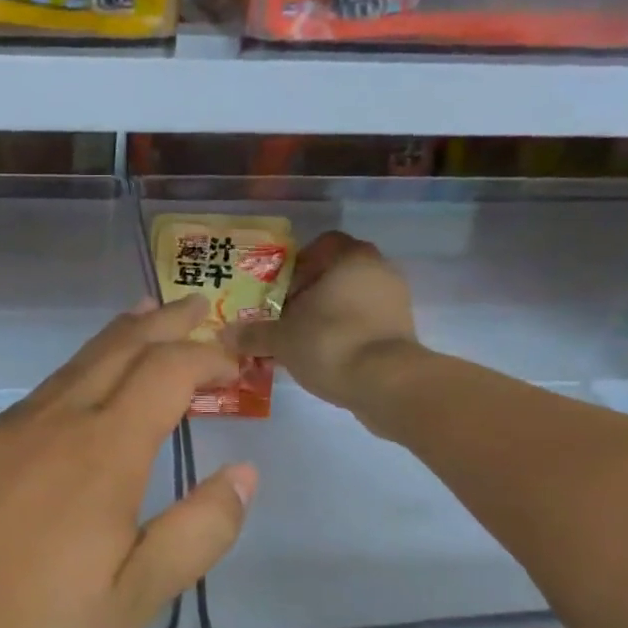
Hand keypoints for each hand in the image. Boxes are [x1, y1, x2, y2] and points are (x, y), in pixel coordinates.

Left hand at [0, 297, 256, 627]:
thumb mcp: (132, 602)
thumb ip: (196, 534)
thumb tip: (243, 475)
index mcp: (103, 452)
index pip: (167, 373)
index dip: (206, 356)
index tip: (233, 360)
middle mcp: (53, 423)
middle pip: (117, 349)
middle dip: (163, 323)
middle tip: (193, 305)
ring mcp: (1, 433)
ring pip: (70, 367)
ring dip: (116, 341)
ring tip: (141, 323)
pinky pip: (33, 399)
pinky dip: (72, 379)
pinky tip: (70, 405)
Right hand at [231, 231, 417, 409]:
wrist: (384, 382)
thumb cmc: (329, 342)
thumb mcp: (282, 339)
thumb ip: (254, 333)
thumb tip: (224, 334)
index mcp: (350, 258)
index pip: (322, 245)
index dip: (297, 265)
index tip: (280, 289)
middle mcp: (378, 270)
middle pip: (337, 273)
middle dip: (310, 292)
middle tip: (285, 315)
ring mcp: (395, 300)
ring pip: (352, 298)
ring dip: (328, 314)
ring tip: (302, 338)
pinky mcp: (402, 330)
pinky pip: (366, 321)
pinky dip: (347, 332)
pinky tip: (325, 354)